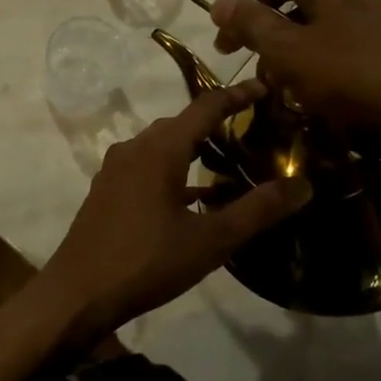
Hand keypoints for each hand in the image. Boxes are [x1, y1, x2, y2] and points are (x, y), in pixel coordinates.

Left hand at [36, 82, 311, 343]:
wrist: (77, 293)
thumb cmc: (146, 262)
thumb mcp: (210, 241)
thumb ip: (257, 210)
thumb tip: (303, 185)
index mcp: (160, 149)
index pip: (205, 106)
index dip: (237, 95)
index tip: (265, 86)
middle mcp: (135, 148)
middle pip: (181, 123)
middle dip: (216, 120)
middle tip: (252, 128)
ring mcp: (116, 168)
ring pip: (162, 145)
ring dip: (193, 146)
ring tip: (227, 159)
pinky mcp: (107, 189)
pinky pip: (146, 165)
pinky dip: (173, 169)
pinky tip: (192, 196)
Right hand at [209, 0, 380, 186]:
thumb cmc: (353, 72)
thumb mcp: (289, 52)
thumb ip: (251, 25)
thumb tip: (217, 3)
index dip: (239, 17)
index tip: (224, 51)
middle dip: (272, 37)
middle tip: (260, 73)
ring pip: (323, 20)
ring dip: (300, 51)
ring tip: (293, 88)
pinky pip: (351, 34)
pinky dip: (330, 57)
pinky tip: (331, 89)